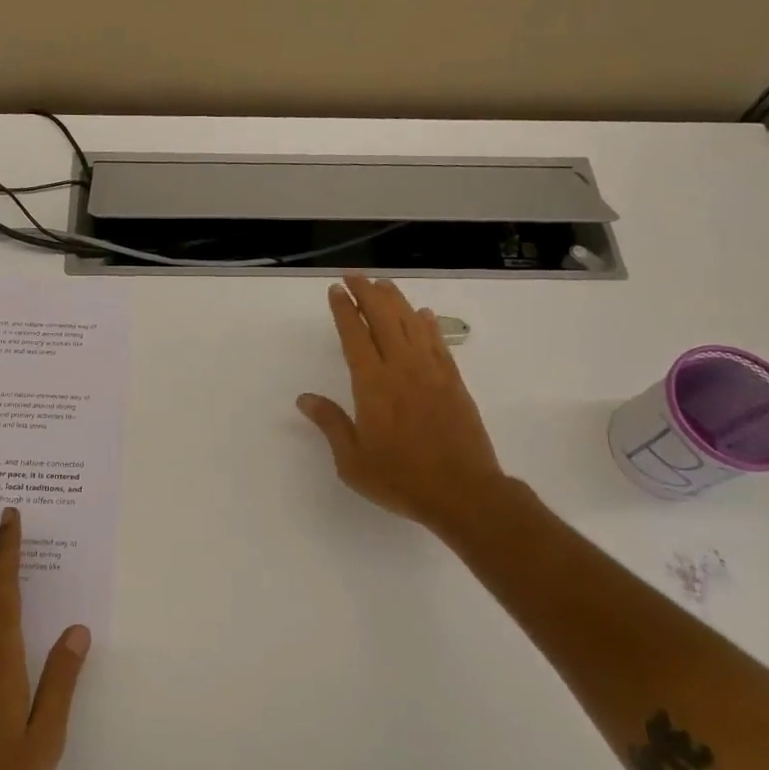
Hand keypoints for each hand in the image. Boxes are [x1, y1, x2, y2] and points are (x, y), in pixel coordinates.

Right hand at [297, 274, 513, 541]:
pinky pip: (439, 343)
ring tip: (383, 284)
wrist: (463, 493)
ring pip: (412, 324)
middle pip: (383, 318)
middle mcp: (402, 368)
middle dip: (367, 293)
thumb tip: (305, 399)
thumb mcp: (353, 461)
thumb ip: (331, 424)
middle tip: (354, 276)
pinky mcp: (454, 382)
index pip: (355, 335)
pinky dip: (428, 324)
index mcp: (373, 385)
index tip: (335, 290)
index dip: (344, 309)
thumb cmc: (401, 479)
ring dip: (396, 300)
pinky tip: (423, 314)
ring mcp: (432, 372)